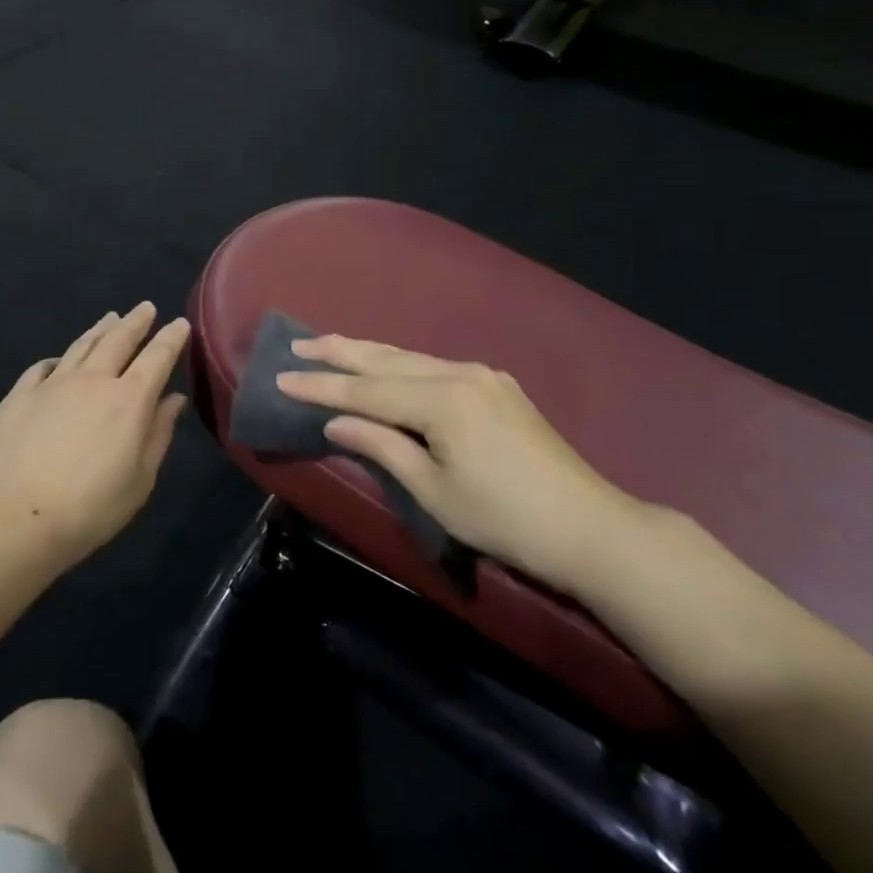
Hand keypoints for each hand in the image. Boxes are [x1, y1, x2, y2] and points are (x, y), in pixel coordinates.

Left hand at [0, 303, 190, 569]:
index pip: (157, 357)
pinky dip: (56, 359)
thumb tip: (174, 399)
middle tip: (145, 308)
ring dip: (99, 330)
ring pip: (81, 345)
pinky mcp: (20, 395)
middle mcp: (93, 380)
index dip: (171, 338)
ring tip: (109, 318)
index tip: (180, 324)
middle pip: (118, 340)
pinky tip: (58, 360)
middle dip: (136, 321)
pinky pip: (42, 367)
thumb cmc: (90, 507)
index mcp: (129, 399)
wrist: (17, 516)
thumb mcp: (140, 479)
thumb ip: (159, 434)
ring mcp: (53, 384)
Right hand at [277, 336, 643, 590]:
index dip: (321, 386)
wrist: (590, 527)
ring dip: (367, 352)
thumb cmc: (504, 519)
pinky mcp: (496, 385)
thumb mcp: (434, 491)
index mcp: (442, 401)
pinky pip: (433, 366)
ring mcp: (482, 375)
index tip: (281, 377)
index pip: (366, 389)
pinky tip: (384, 364)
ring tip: (329, 344)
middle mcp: (460, 374)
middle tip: (298, 344)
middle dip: (339, 352)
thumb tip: (336, 422)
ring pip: (410, 357)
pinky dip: (399, 363)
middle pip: (385, 360)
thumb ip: (382, 447)